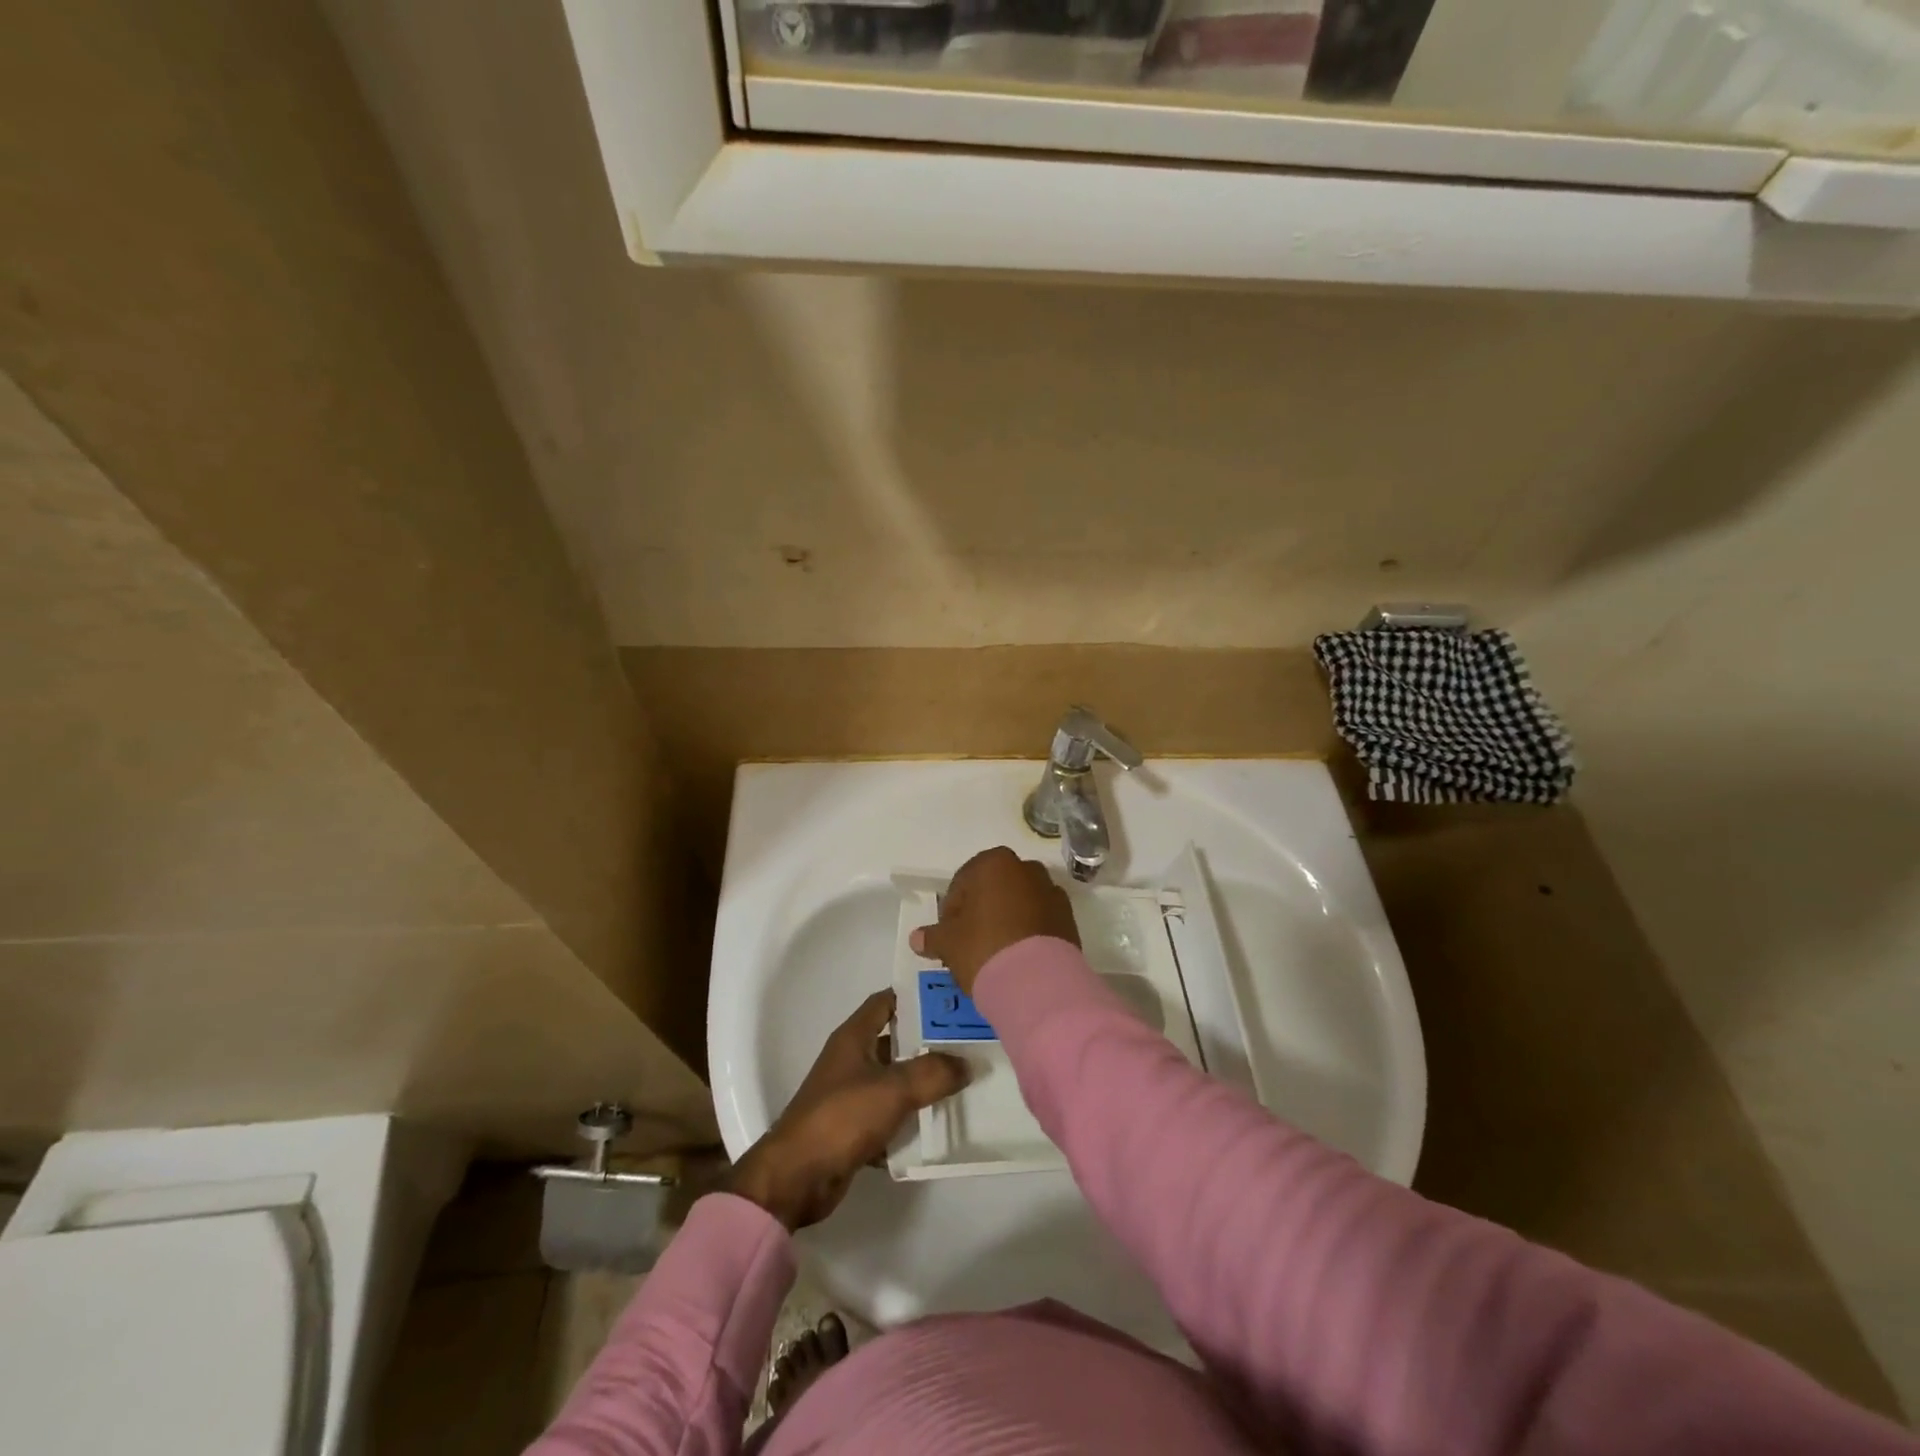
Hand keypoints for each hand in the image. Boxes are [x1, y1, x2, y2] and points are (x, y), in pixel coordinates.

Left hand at [725, 991, 968, 1229]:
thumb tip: (967, 1064)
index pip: (886, 1001)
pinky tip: (937, 1125)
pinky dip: (909, 1119)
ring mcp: (850, 1094)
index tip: (950, 999)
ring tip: (961, 1082)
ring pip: (893, 1080)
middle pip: (895, 1041)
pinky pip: (888, 1115)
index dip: (916, 997)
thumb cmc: (842, 1117)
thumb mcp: (893, 1089)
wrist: (797, 1177)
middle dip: (928, 1042)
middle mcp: (850, 1060)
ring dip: (921, 1082)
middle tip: (967, 1043)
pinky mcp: (852, 1128)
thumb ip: (933, 1073)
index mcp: (853, 1037)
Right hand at [909, 845, 1079, 996]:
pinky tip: (1018, 958)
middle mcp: (1026, 869)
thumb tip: (917, 938)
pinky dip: (1029, 932)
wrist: (1037, 982)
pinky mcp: (1068, 918)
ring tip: (996, 953)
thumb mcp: (948, 943)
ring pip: (1020, 903)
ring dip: (1007, 920)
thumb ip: (932, 936)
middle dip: (982, 911)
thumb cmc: (984, 948)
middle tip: (970, 943)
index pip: (963, 882)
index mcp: (994, 863)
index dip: (952, 910)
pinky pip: (1040, 920)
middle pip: (994, 889)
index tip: (949, 935)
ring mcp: (1052, 892)